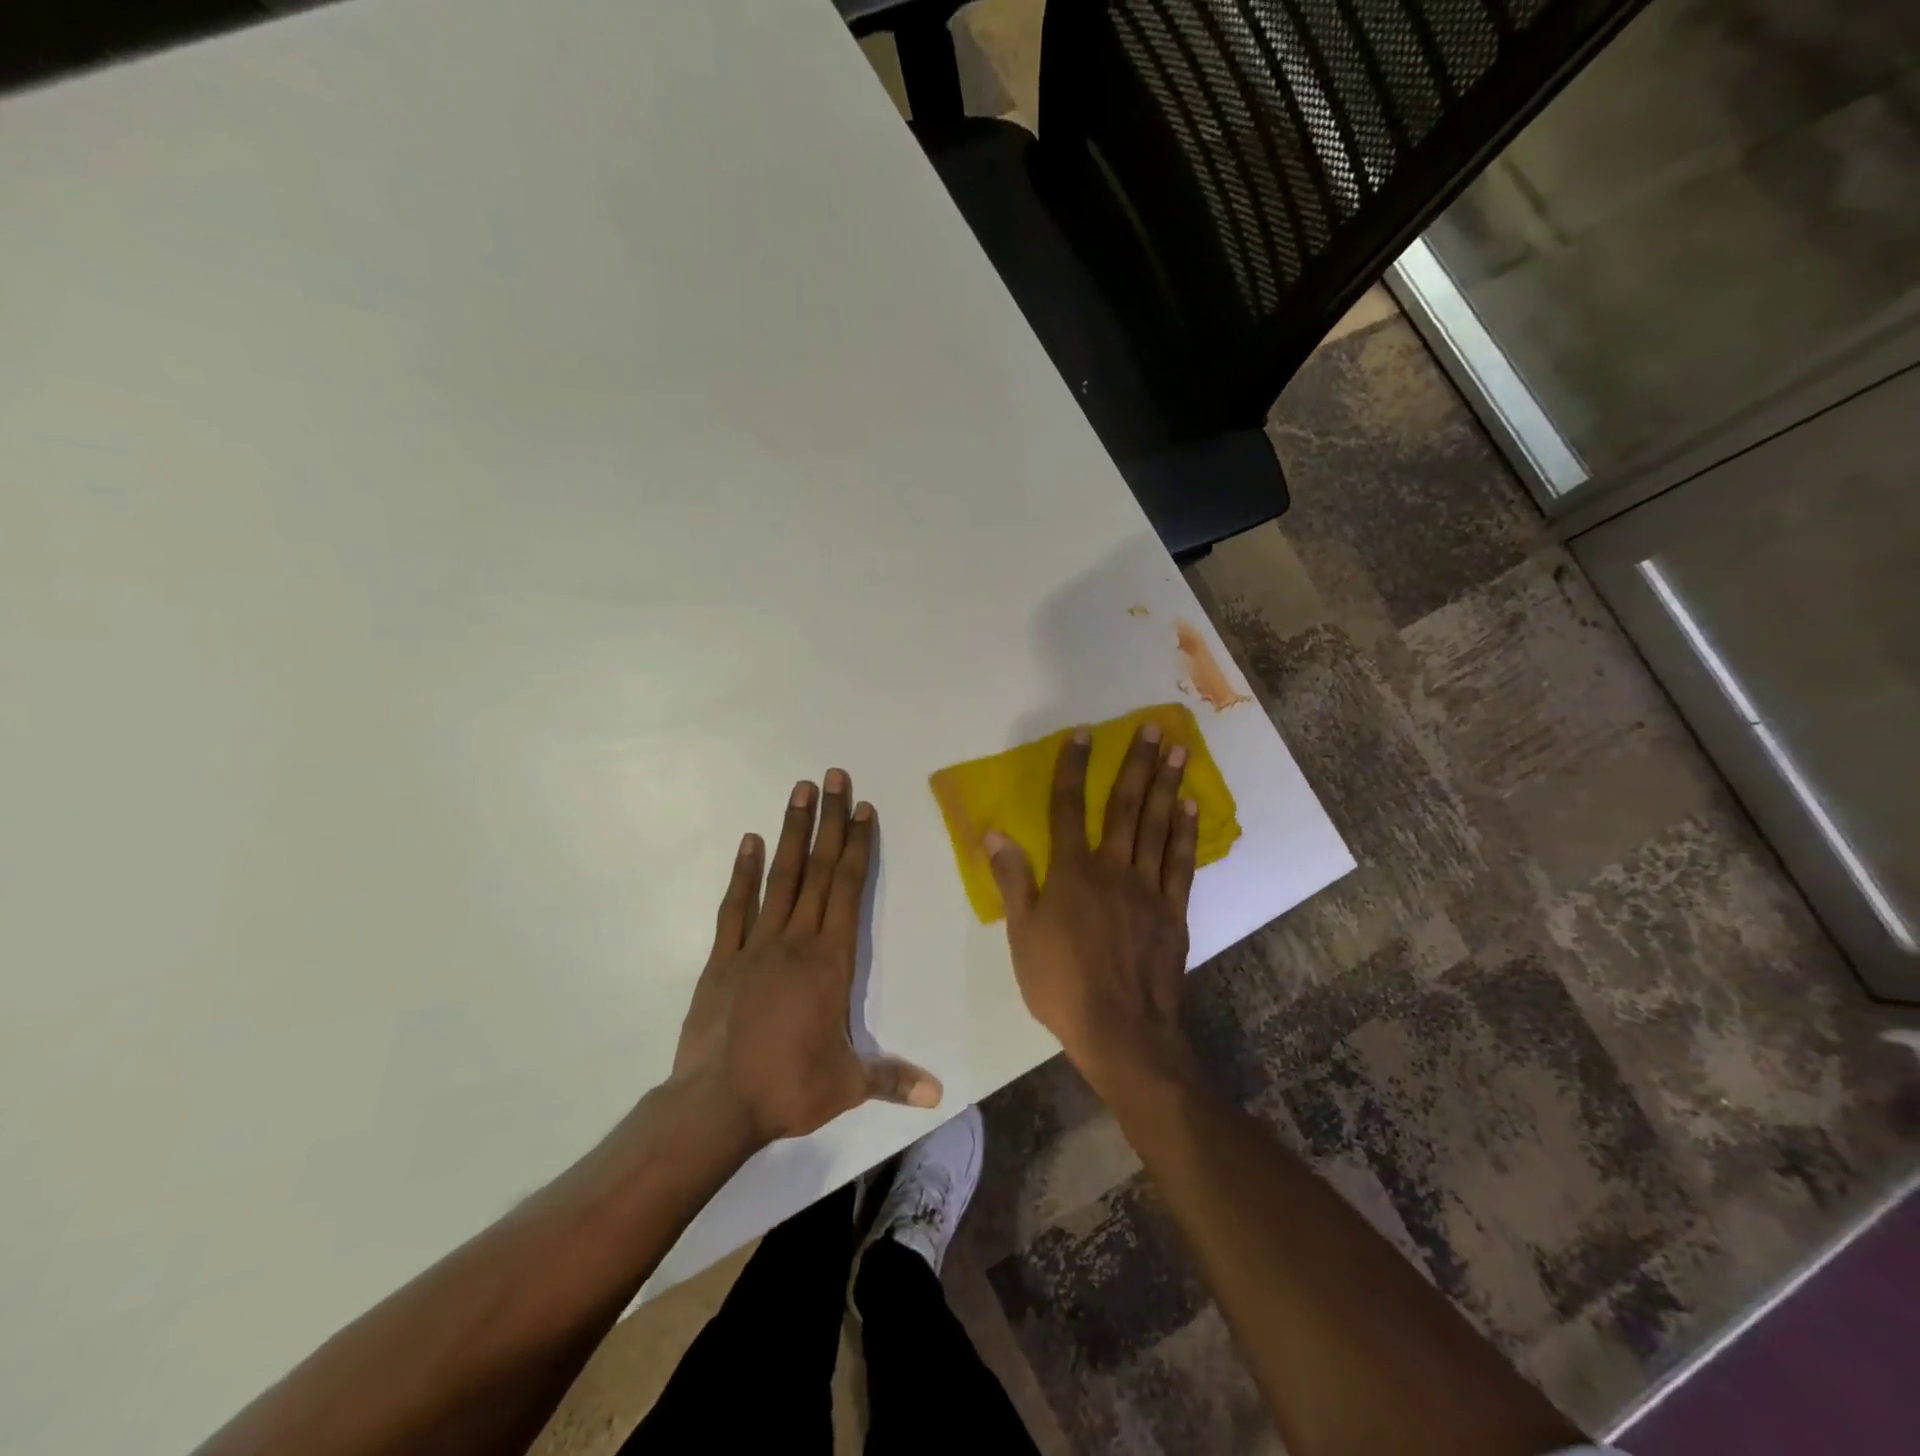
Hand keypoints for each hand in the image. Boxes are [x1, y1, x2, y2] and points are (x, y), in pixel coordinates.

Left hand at [671, 770, 941, 1150]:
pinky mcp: (724, 958)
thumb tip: (939, 1094)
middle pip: (818, 869)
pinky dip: (743, 872)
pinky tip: (750, 841)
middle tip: (833, 776)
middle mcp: (797, 940)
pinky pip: (736, 906)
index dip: (858, 846)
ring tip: (798, 791)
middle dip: (829, 821)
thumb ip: (892, 1080)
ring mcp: (756, 944)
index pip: (849, 889)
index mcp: (831, 961)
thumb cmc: (788, 1089)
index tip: (862, 808)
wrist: (716, 1105)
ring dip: (792, 832)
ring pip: (781, 877)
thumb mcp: (847, 1086)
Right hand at [985, 724, 1199, 1097]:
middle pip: (1125, 806)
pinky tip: (1189, 805)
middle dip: (1137, 763)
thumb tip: (993, 832)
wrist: (1121, 1030)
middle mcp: (1112, 868)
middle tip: (1154, 727)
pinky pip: (1180, 862)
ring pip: (1157, 825)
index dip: (1074, 768)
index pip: (1069, 808)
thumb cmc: (1061, 984)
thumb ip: (1012, 879)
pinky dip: (1184, 831)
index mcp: (1072, 872)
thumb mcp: (1022, 935)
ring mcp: (1147, 887)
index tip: (1085, 734)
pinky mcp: (1173, 910)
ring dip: (1167, 785)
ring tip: (1180, 750)